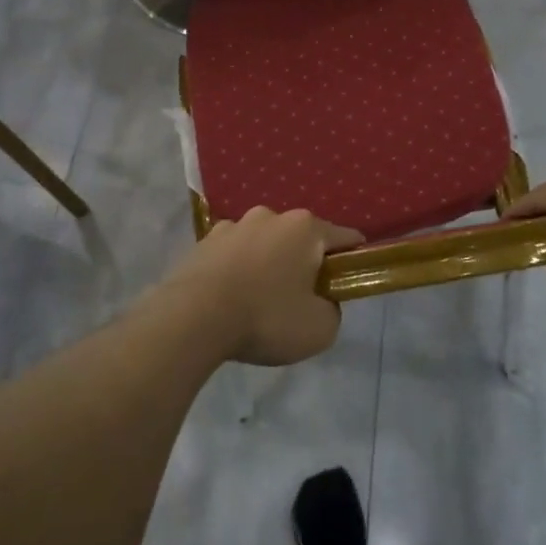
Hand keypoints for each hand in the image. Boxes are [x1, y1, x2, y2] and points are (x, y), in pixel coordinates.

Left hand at [163, 208, 363, 365]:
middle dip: (305, 264)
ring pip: (265, 244)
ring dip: (269, 264)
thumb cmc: (266, 318)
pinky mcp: (204, 240)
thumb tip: (322, 300)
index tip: (347, 285)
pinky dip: (239, 270)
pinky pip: (234, 254)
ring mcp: (234, 225)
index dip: (353, 262)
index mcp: (306, 228)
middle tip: (300, 300)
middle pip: (302, 239)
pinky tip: (231, 298)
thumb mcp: (320, 329)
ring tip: (259, 302)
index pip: (346, 239)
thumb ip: (333, 310)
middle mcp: (271, 215)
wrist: (192, 318)